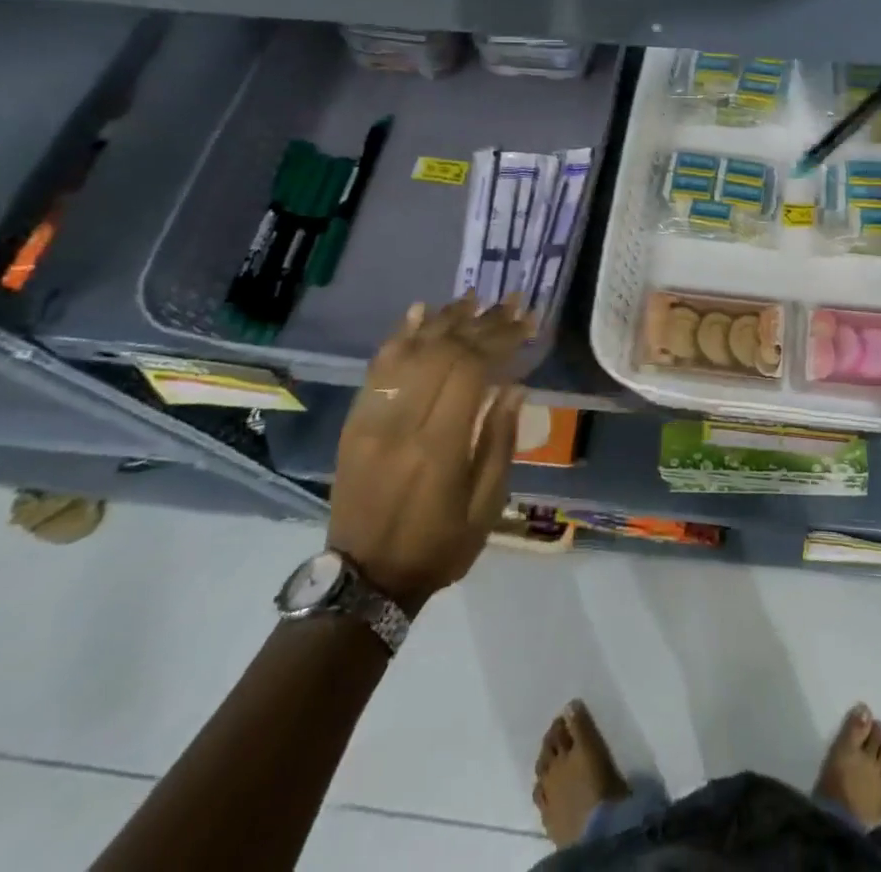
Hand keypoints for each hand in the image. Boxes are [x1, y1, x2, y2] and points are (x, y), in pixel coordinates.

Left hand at [327, 296, 530, 614]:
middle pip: (442, 353)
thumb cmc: (438, 547)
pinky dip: (400, 335)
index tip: (525, 324)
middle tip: (509, 303)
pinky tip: (420, 311)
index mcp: (438, 447)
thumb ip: (499, 442)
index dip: (499, 340)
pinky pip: (377, 368)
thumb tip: (514, 386)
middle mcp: (402, 423)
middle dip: (480, 323)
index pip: (469, 370)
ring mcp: (372, 419)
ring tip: (473, 299)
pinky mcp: (355, 422)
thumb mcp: (486, 507)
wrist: (363, 581)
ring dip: (444, 320)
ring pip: (409, 352)